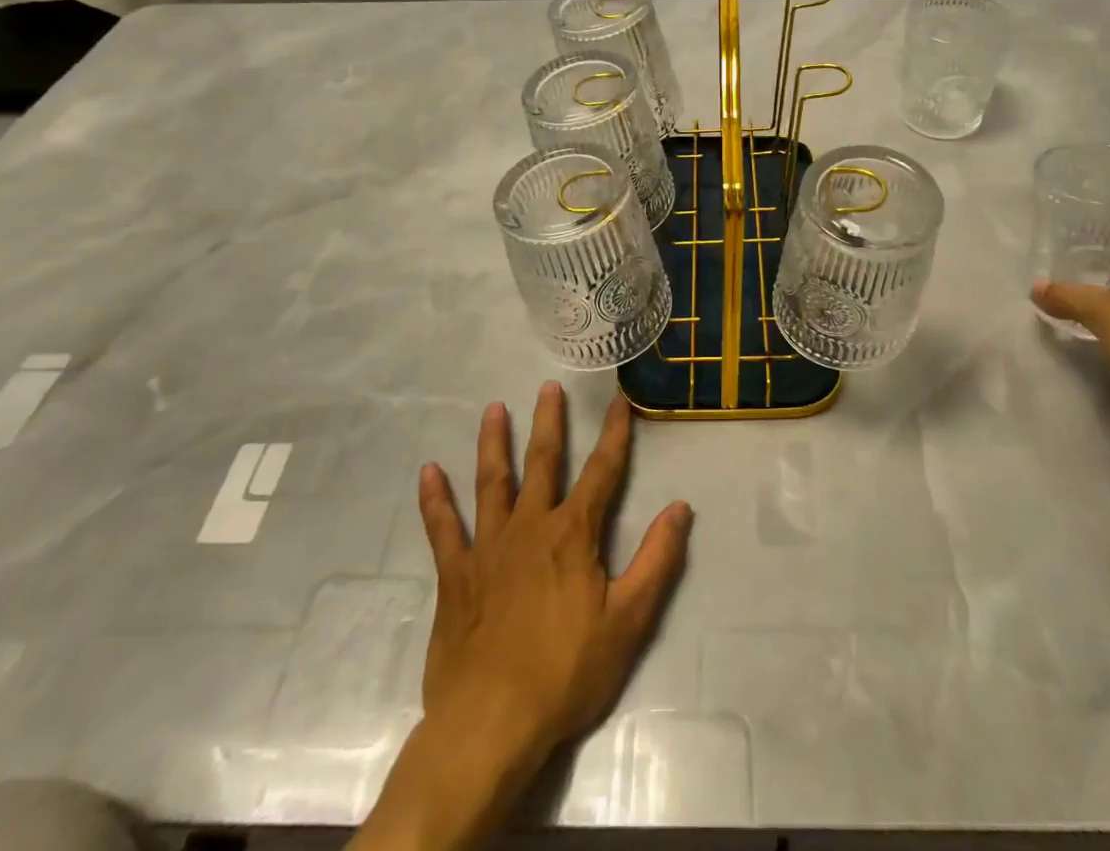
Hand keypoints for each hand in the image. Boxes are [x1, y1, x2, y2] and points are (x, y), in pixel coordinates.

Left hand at [417, 381, 692, 767]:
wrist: (490, 724)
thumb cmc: (566, 672)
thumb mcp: (628, 621)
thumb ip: (657, 560)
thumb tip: (681, 507)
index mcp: (573, 534)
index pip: (602, 472)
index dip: (614, 434)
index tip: (619, 401)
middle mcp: (530, 526)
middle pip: (542, 462)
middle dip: (548, 423)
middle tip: (548, 386)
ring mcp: (488, 548)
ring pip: (491, 482)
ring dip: (493, 443)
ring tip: (493, 408)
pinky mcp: (456, 575)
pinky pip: (443, 529)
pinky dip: (435, 499)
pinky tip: (428, 471)